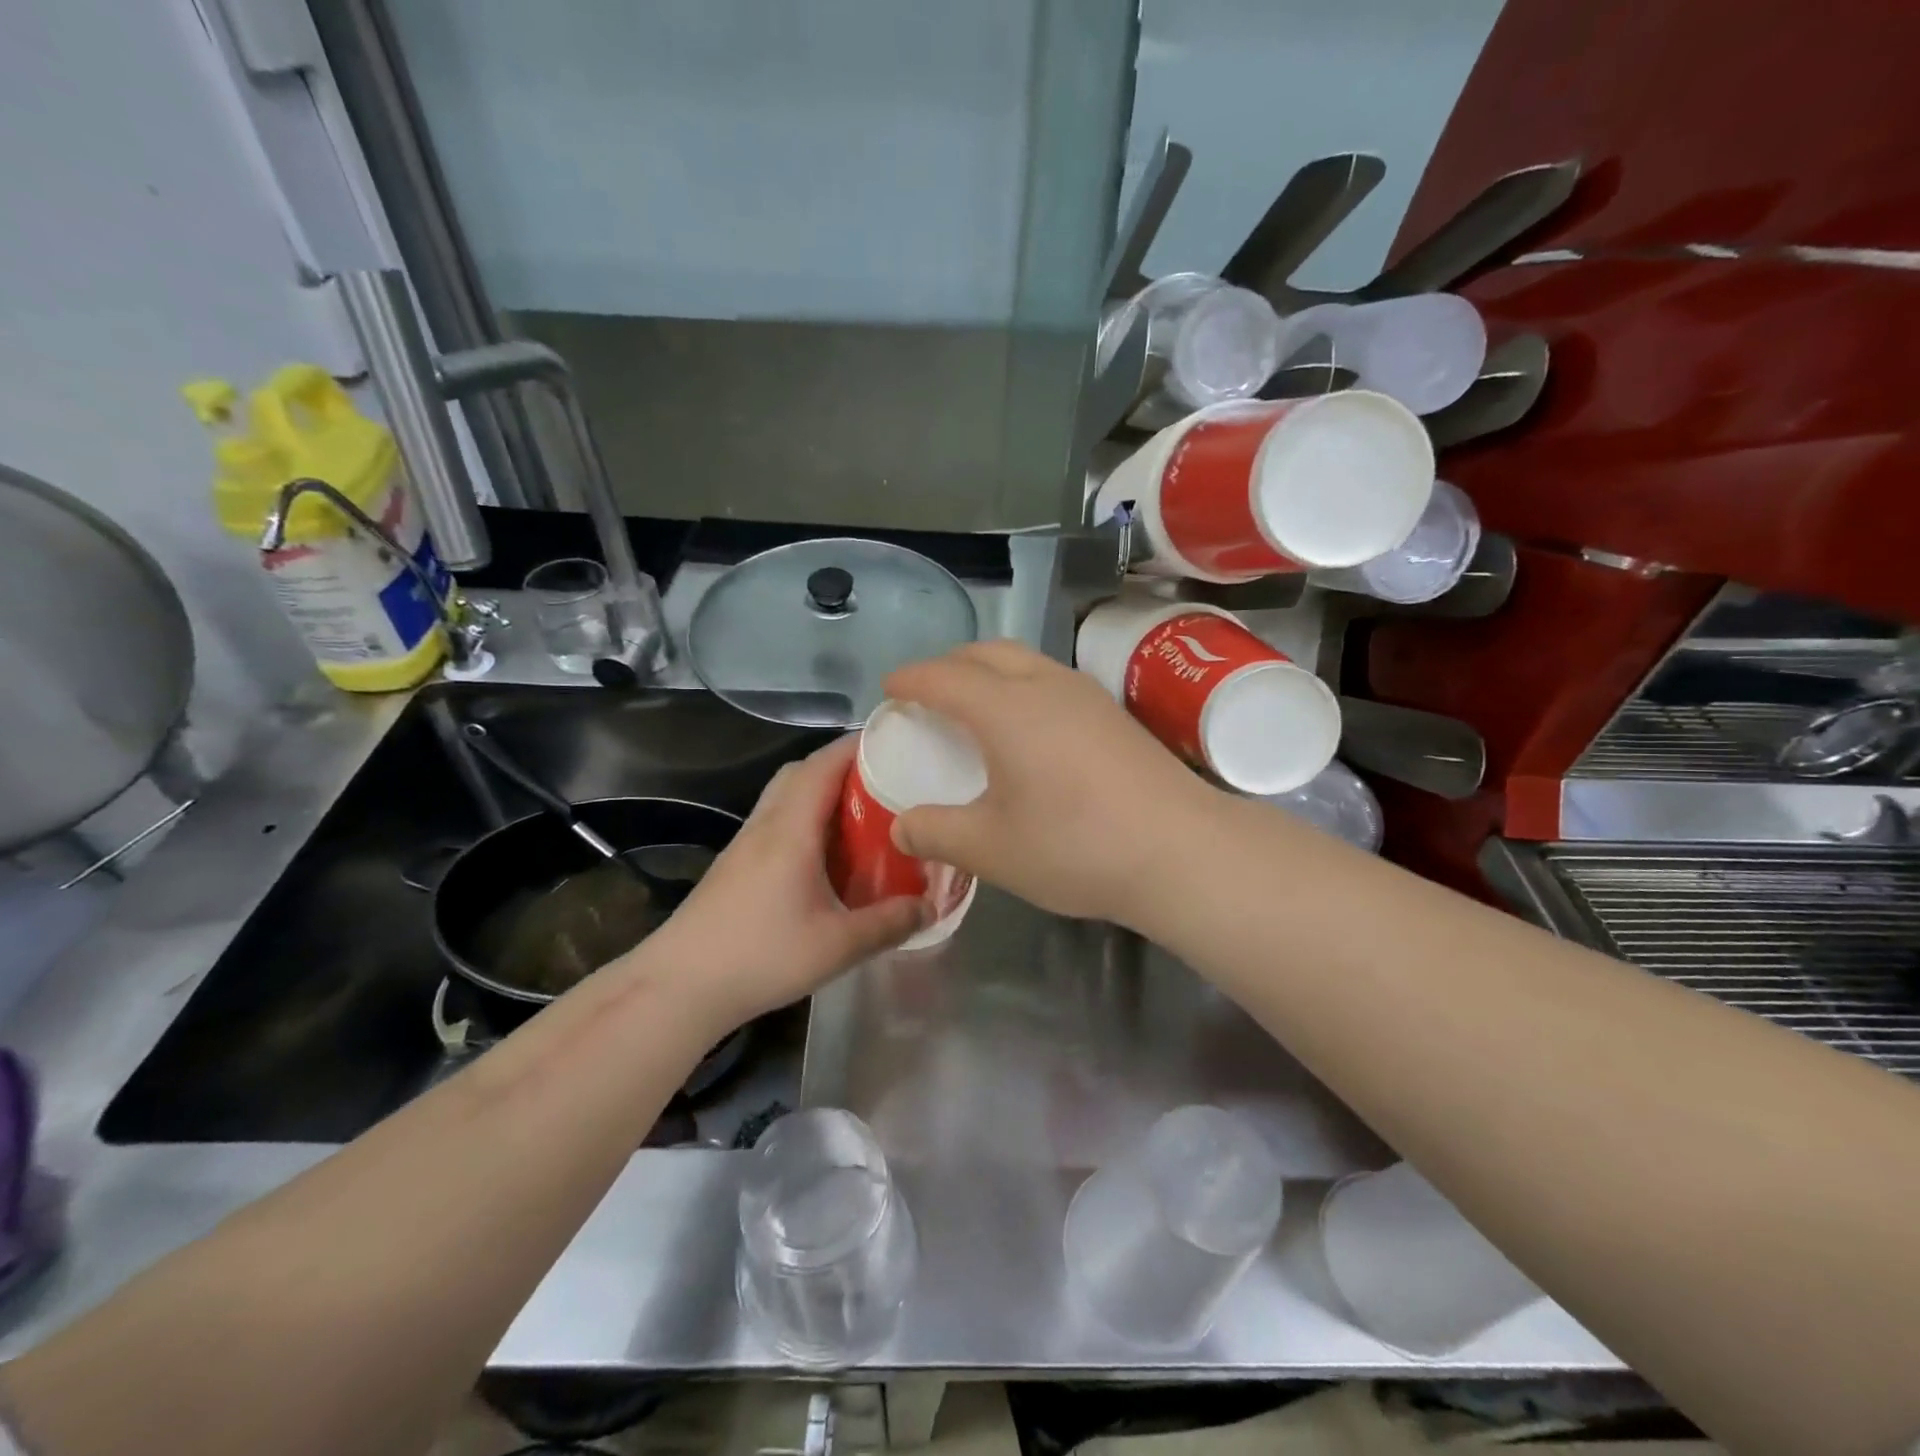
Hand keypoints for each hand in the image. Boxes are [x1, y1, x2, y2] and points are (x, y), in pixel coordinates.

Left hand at [643, 737, 927, 1028]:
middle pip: (802, 771)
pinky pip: (776, 821)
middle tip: (883, 783)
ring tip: (861, 816)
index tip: (896, 743)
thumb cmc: (761, 956)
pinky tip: (825, 855)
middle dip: (842, 766)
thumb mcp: (838, 946)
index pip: (824, 764)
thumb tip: (931, 905)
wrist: (679, 986)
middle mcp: (766, 824)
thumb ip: (889, 923)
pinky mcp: (736, 865)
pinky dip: (805, 818)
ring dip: (821, 792)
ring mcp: (746, 844)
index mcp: (791, 829)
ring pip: (785, 795)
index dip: (858, 746)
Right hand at [885, 641, 1218, 925]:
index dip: (910, 679)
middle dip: (949, 664)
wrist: (1180, 850)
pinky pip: (1051, 680)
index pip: (943, 676)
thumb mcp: (991, 848)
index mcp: (1005, 708)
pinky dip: (1021, 687)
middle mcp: (1044, 685)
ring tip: (975, 708)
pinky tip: (1028, 730)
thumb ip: (936, 833)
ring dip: (990, 671)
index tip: (889, 689)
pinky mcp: (1113, 713)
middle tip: (928, 694)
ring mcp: (1085, 695)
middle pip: (986, 652)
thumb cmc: (1075, 845)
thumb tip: (901, 828)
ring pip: (1024, 661)